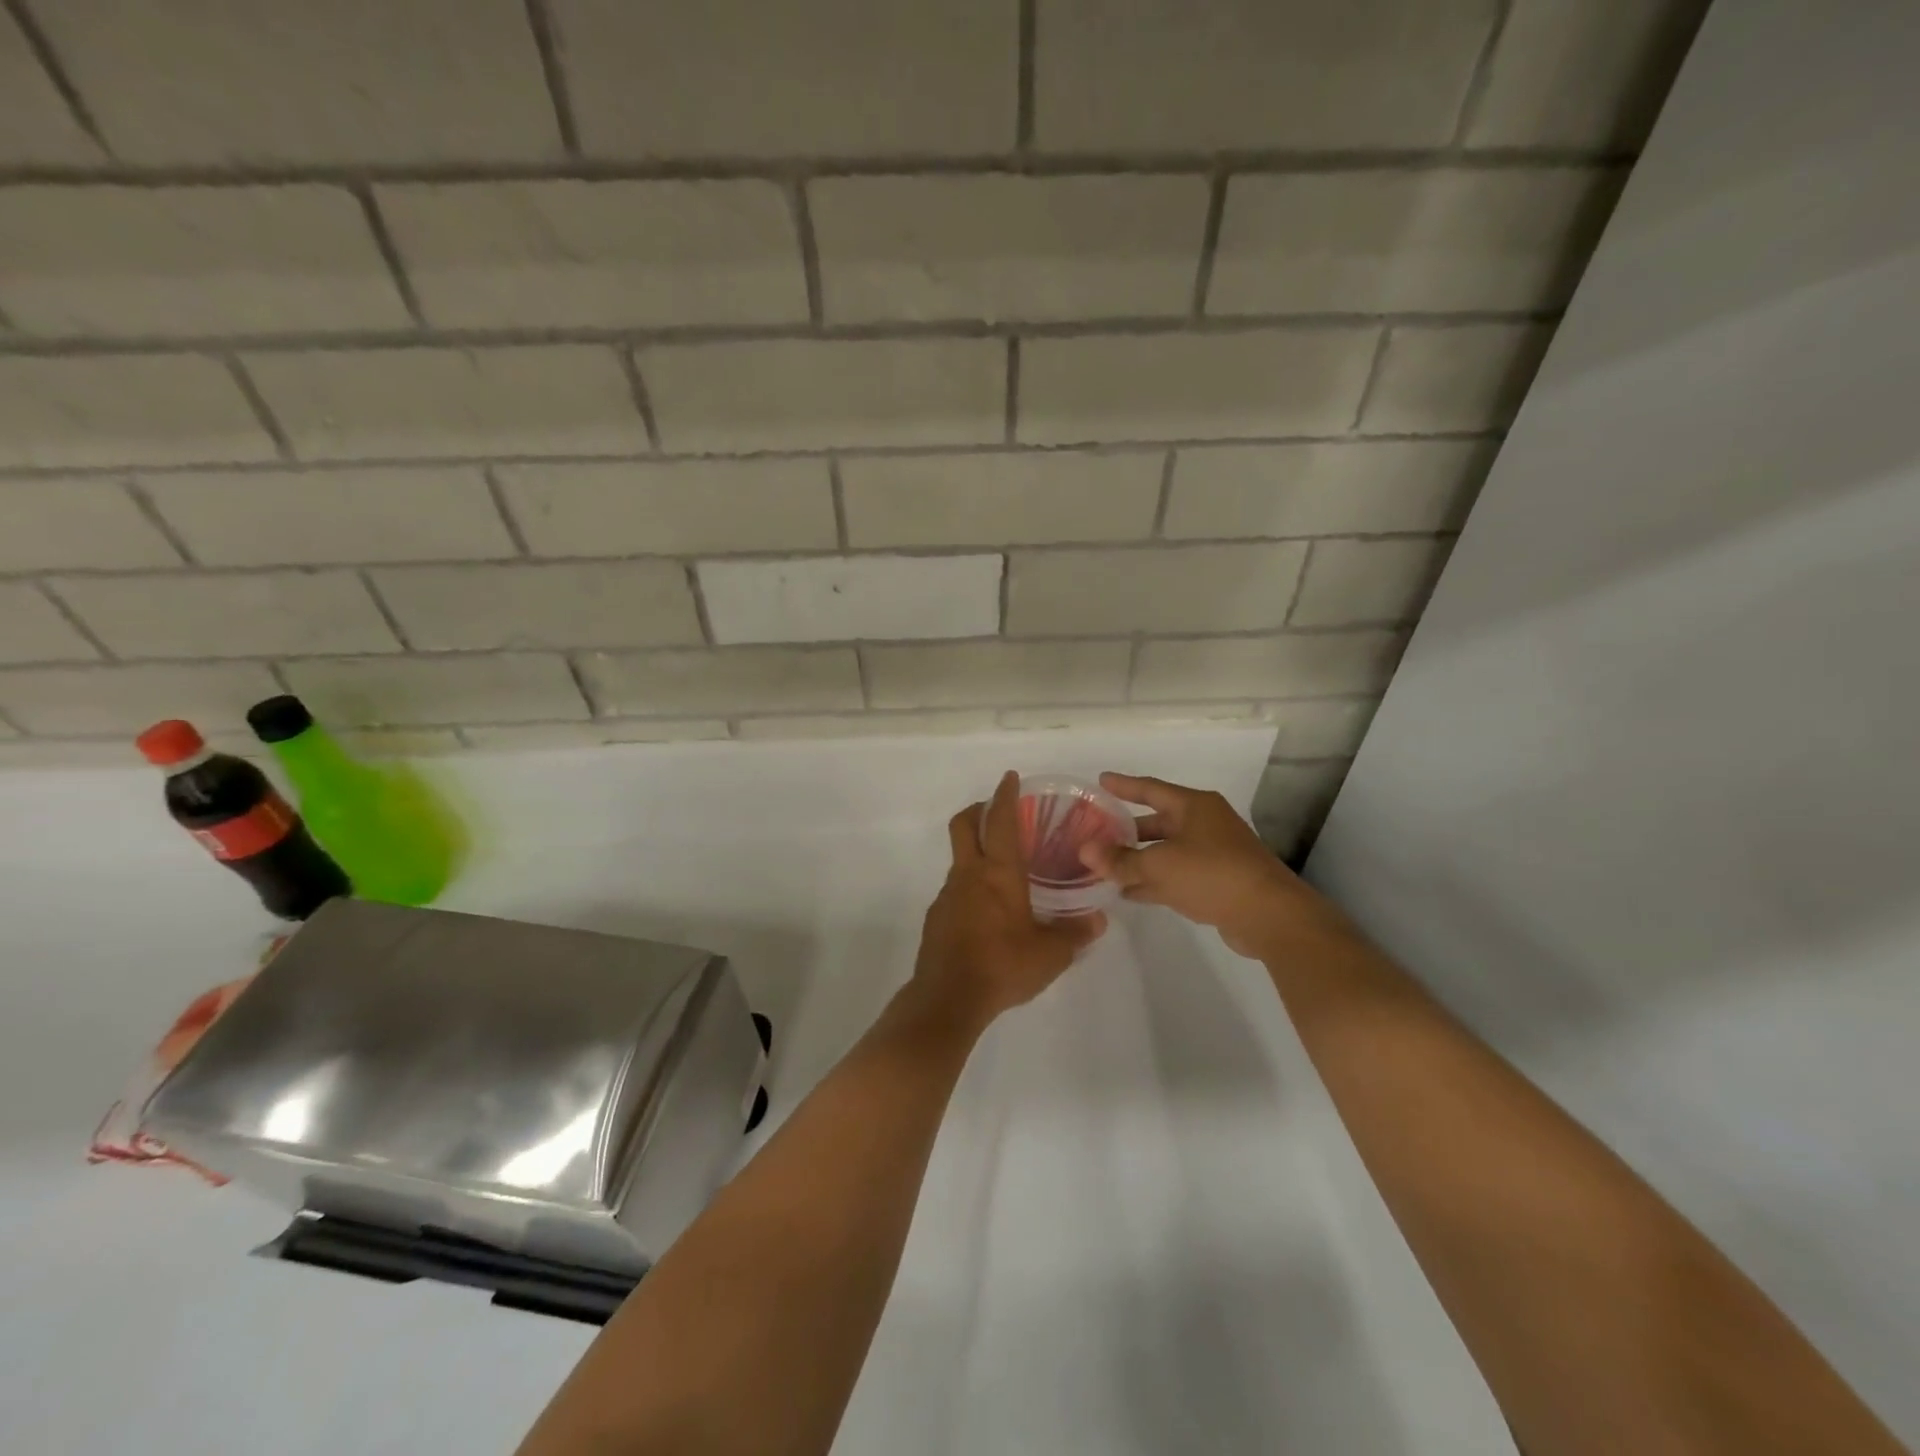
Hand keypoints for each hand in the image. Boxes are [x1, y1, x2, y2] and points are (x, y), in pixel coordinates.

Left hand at [913, 771, 1107, 1025]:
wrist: (948, 997)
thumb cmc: (1003, 965)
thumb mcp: (1051, 954)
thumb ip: (1075, 934)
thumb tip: (1098, 921)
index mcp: (999, 873)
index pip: (1001, 821)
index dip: (1005, 795)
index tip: (1010, 778)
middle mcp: (969, 874)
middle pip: (964, 825)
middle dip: (978, 809)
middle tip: (996, 811)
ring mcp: (948, 895)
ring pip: (959, 859)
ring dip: (976, 852)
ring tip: (1002, 871)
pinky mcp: (937, 917)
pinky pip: (955, 889)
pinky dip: (970, 886)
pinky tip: (987, 911)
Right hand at [1080, 772, 1346, 958]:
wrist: (1269, 916)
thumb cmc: (1212, 874)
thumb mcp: (1159, 865)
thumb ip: (1120, 860)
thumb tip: (1084, 850)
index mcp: (1194, 807)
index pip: (1150, 789)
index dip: (1124, 785)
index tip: (1101, 780)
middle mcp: (1204, 824)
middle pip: (1157, 822)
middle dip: (1126, 831)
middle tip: (1096, 833)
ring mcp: (1213, 854)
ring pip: (1165, 852)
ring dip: (1137, 860)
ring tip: (1103, 866)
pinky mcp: (1217, 882)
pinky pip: (1175, 875)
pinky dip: (1153, 881)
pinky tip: (1127, 892)